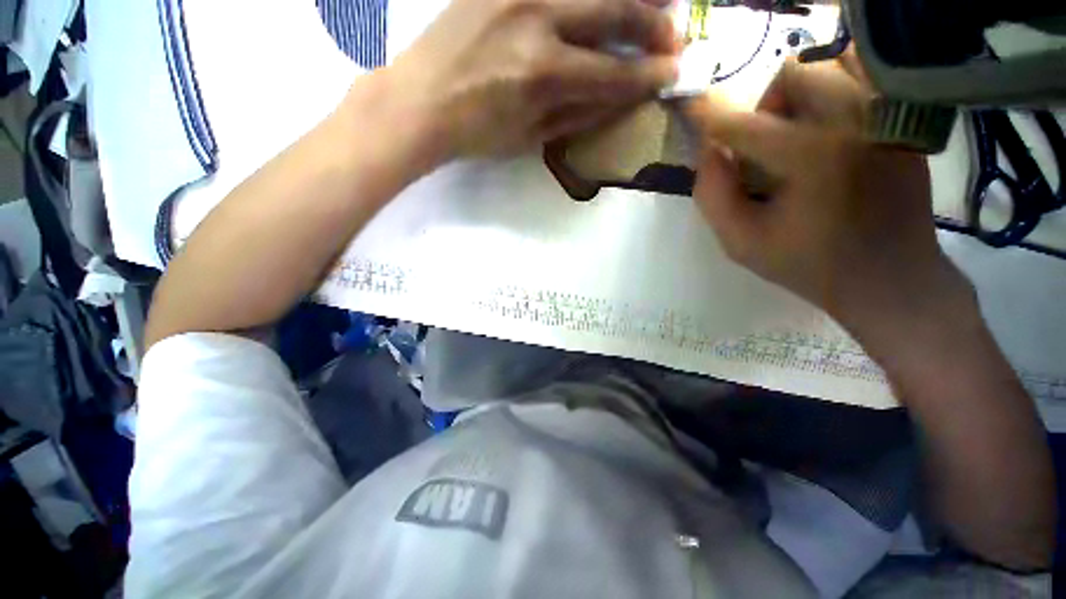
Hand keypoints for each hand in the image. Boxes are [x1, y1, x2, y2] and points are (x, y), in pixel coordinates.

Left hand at [381, 0, 678, 162]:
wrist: (420, 101)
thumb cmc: (477, 133)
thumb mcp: (531, 138)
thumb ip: (578, 114)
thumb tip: (619, 96)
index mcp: (544, 76)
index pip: (614, 73)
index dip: (648, 76)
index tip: (674, 74)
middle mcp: (538, 21)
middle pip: (614, 11)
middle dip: (654, 23)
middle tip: (676, 34)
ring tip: (660, 1)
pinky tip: (602, 4)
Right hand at [683, 57, 969, 329]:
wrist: (891, 277)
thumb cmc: (809, 264)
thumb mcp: (741, 242)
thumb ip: (712, 195)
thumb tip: (707, 151)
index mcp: (809, 157)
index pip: (742, 122)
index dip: (709, 116)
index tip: (690, 111)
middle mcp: (853, 120)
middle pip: (794, 72)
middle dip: (765, 105)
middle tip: (763, 145)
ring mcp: (886, 115)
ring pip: (833, 63)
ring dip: (801, 93)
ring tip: (798, 134)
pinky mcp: (903, 120)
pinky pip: (865, 77)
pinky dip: (837, 89)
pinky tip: (829, 130)